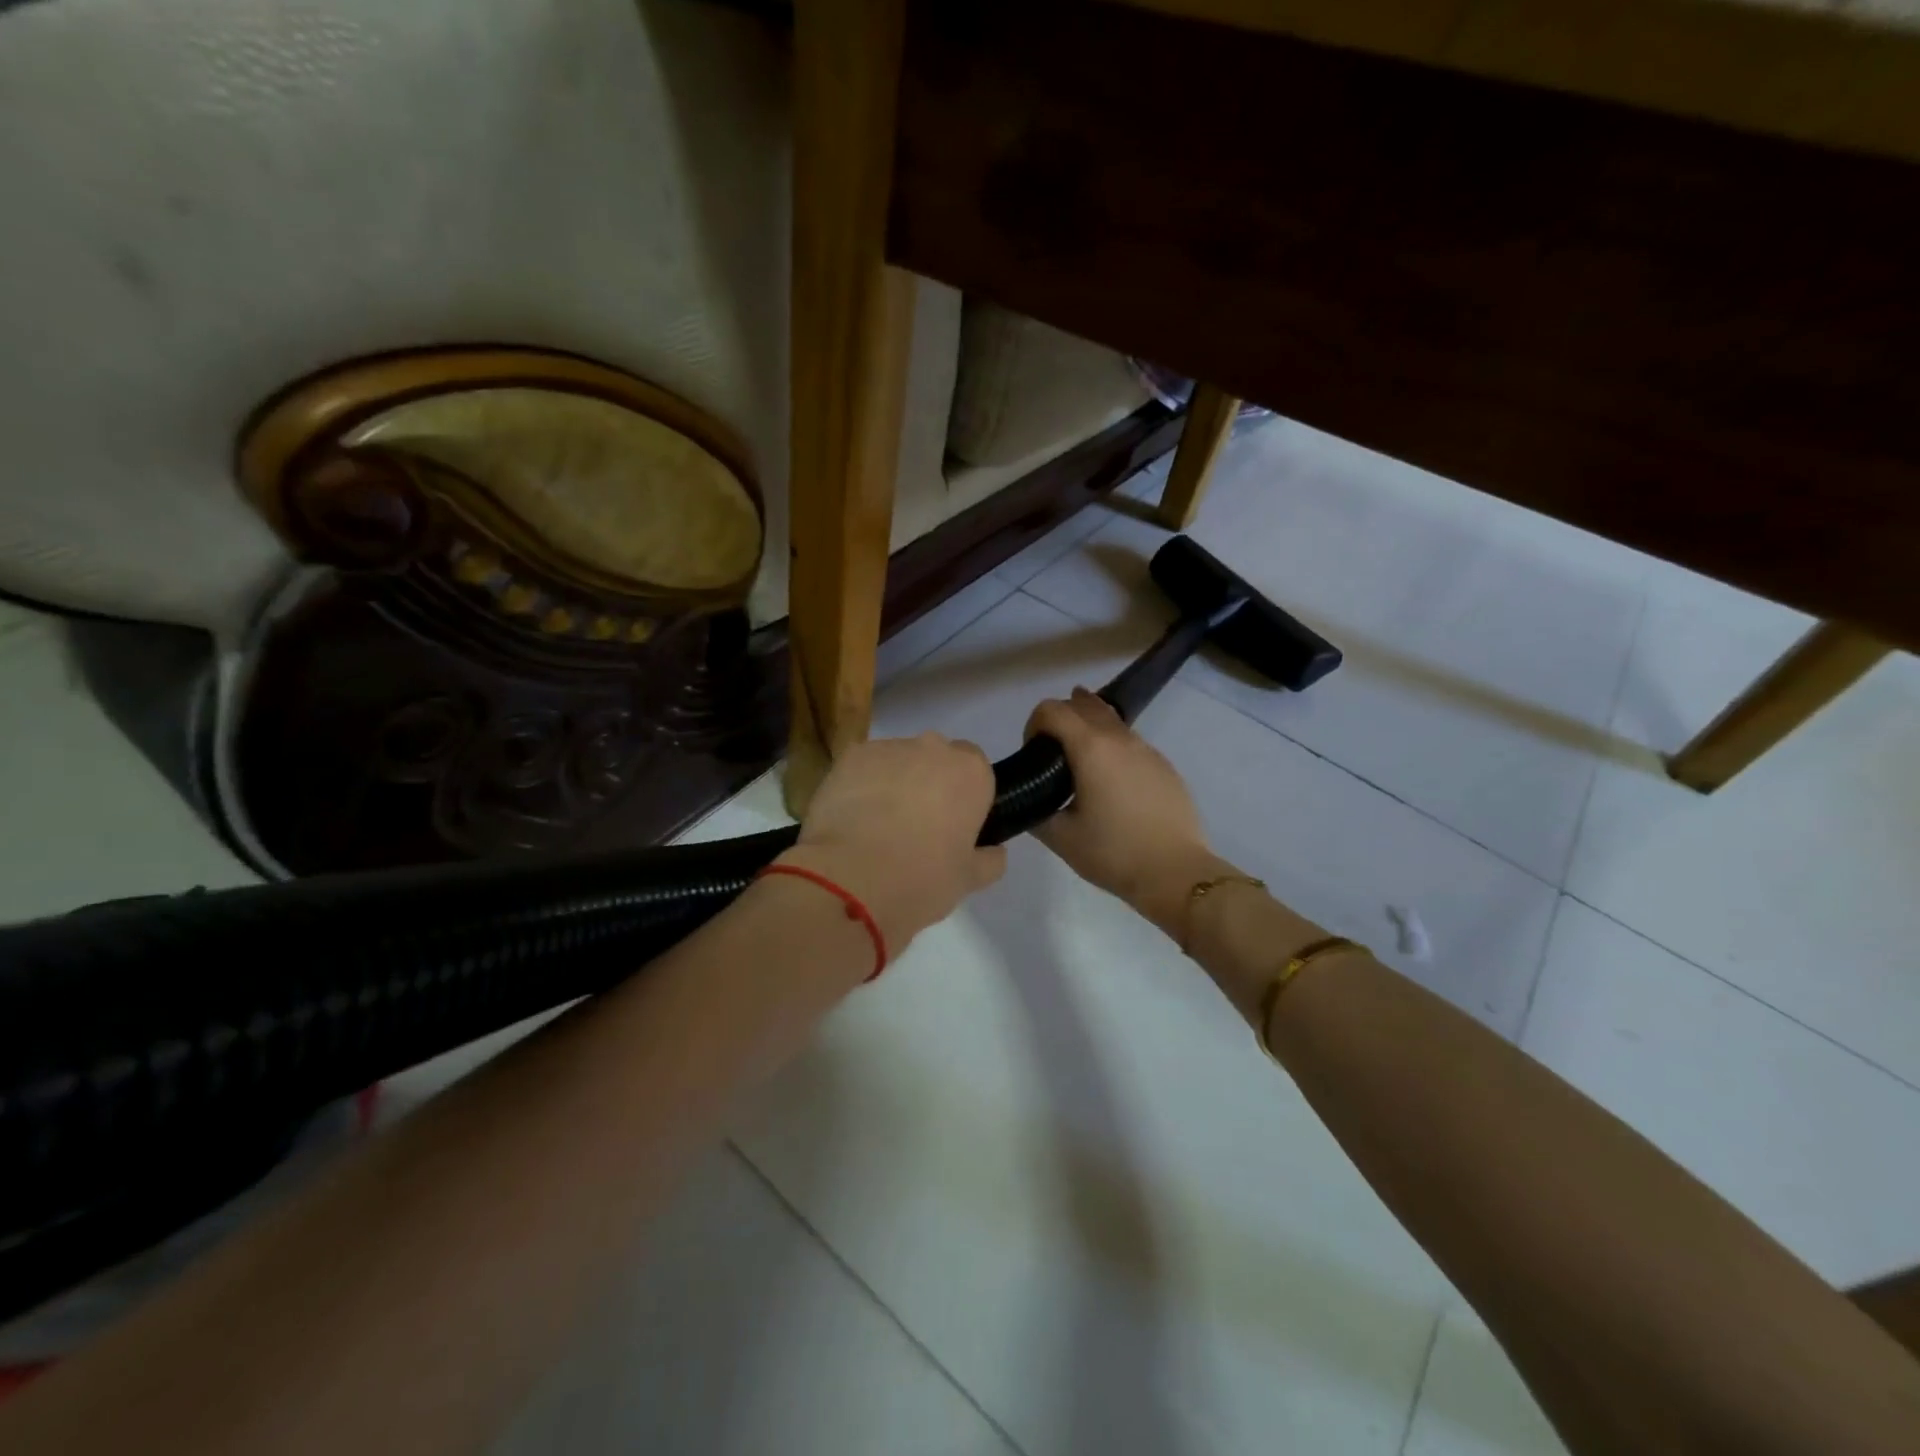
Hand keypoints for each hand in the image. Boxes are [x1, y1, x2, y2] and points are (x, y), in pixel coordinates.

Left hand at [780, 732, 1006, 952]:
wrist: (850, 880)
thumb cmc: (921, 879)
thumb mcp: (969, 880)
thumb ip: (989, 859)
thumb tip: (994, 851)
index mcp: (971, 772)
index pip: (977, 770)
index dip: (965, 796)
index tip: (955, 825)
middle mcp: (933, 748)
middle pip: (938, 759)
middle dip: (931, 783)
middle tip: (917, 826)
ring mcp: (888, 748)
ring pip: (899, 760)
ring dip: (896, 782)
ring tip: (878, 825)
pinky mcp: (849, 756)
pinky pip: (864, 767)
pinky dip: (862, 784)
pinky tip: (853, 818)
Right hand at [1024, 689, 1222, 930]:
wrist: (1176, 873)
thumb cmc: (1113, 853)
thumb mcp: (1061, 837)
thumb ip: (1037, 810)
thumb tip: (1031, 800)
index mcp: (1090, 747)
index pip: (1051, 709)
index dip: (1033, 724)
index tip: (1032, 754)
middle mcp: (1119, 738)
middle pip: (1082, 704)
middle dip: (1060, 718)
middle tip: (1052, 754)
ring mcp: (1146, 748)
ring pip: (1110, 719)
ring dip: (1088, 728)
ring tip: (1079, 763)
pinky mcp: (1164, 764)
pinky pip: (1130, 741)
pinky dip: (1112, 746)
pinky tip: (1110, 781)